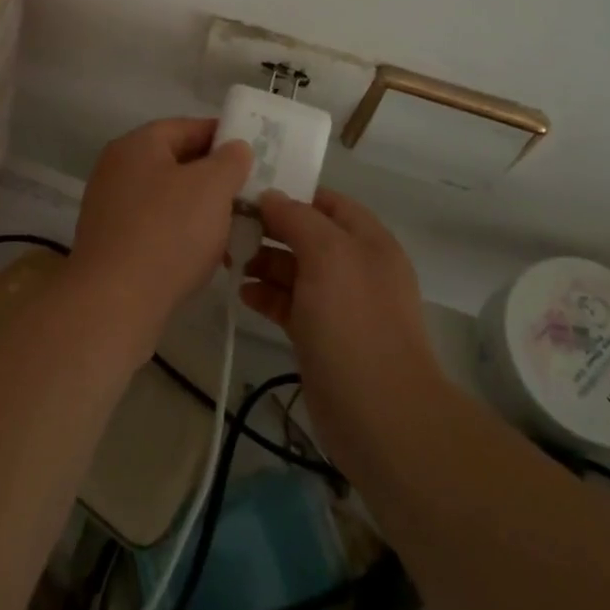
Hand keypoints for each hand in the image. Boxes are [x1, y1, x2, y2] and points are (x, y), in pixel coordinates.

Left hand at [65, 118, 252, 362]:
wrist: (113, 303)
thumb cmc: (168, 233)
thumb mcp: (212, 187)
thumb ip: (230, 160)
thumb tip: (235, 148)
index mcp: (137, 144)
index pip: (187, 126)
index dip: (222, 136)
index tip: (252, 154)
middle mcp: (117, 168)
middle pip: (175, 161)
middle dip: (213, 176)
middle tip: (247, 193)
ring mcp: (110, 207)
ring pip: (166, 197)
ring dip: (199, 209)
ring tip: (232, 227)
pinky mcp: (111, 243)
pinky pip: (154, 226)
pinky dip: (179, 234)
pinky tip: (203, 255)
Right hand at [242, 188, 447, 470]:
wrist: (381, 416)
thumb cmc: (355, 323)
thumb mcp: (328, 255)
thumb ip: (297, 219)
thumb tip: (270, 197)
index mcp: (368, 240)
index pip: (326, 202)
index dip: (291, 194)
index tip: (249, 192)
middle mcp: (356, 266)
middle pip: (307, 234)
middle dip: (270, 229)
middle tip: (228, 226)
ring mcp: (339, 304)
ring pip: (296, 270)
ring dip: (263, 262)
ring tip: (228, 259)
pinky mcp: (321, 337)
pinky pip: (290, 304)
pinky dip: (266, 295)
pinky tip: (241, 293)